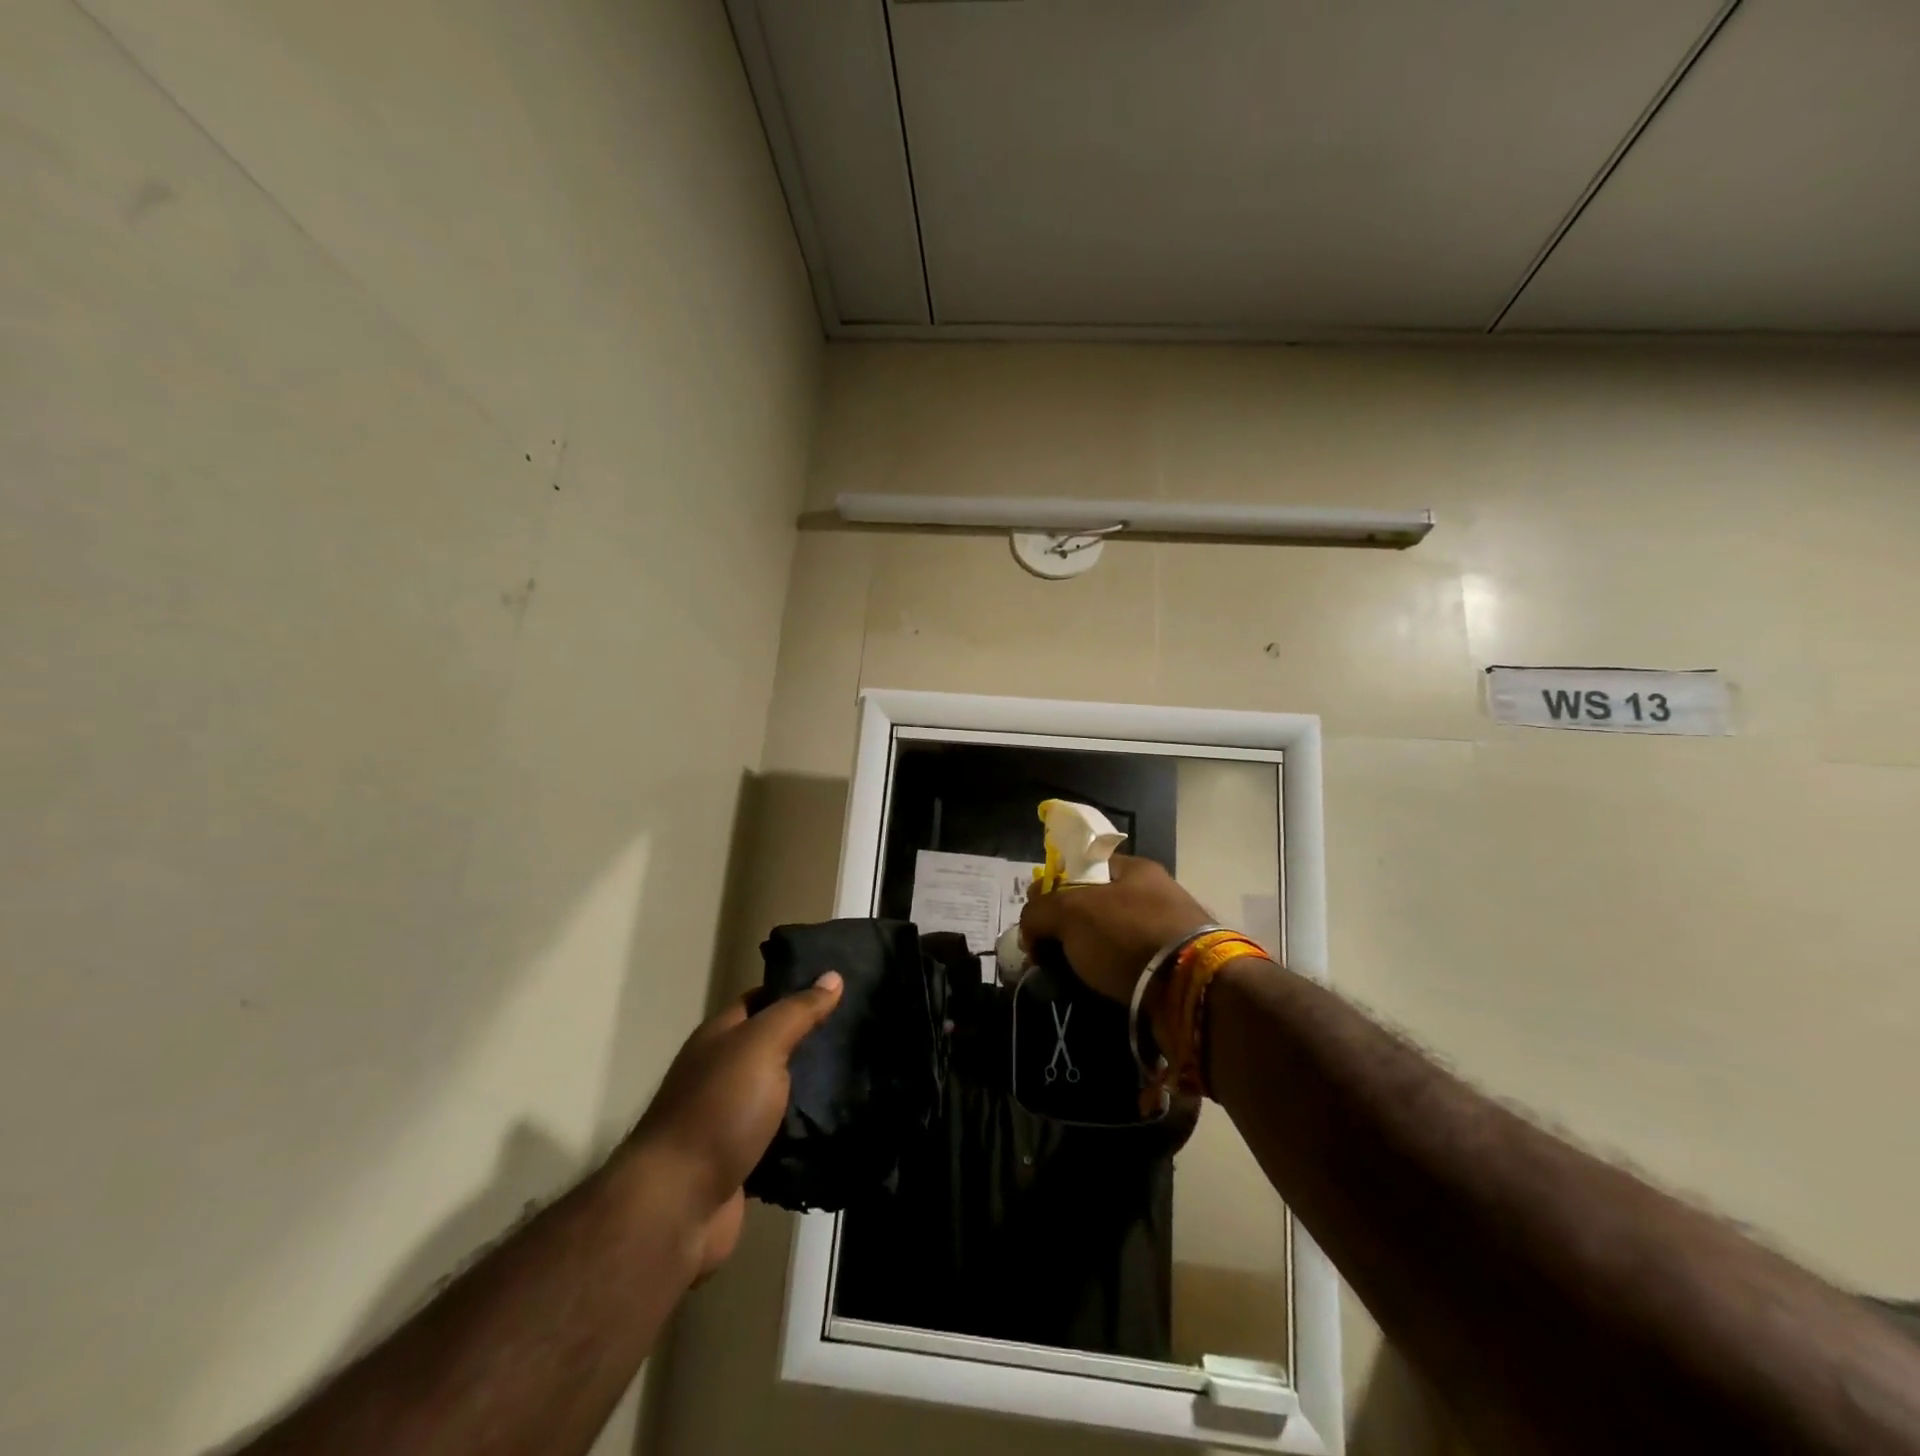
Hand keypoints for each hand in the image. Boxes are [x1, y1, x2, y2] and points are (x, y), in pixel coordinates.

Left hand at [629, 973, 841, 1271]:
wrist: (677, 1205)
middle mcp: (722, 1071)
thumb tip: (833, 975)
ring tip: (863, 1073)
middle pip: (773, 1045)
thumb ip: (797, 1012)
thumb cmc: (718, 1109)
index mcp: (720, 1036)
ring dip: (813, 1087)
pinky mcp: (742, 1159)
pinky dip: (805, 1129)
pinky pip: (781, 1134)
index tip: (842, 987)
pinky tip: (842, 1121)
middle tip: (862, 1030)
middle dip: (812, 1039)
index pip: (762, 998)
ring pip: (780, 1091)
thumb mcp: (761, 1045)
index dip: (798, 990)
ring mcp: (730, 1118)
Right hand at [1019, 854, 1212, 1003]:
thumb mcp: (1070, 913)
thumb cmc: (1127, 935)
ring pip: (1110, 939)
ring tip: (1064, 977)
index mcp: (1134, 869)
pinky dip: (1109, 976)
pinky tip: (1093, 990)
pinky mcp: (1175, 968)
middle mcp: (1154, 894)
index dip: (1053, 887)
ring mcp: (1167, 931)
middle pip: (1094, 905)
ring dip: (1086, 955)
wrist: (1191, 989)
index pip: (1083, 866)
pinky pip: (1129, 967)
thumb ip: (1039, 912)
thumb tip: (1029, 928)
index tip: (1035, 916)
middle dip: (1066, 927)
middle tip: (1043, 951)